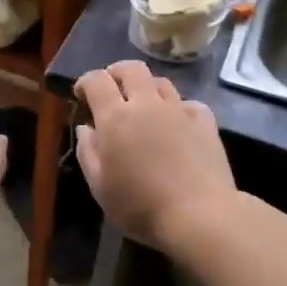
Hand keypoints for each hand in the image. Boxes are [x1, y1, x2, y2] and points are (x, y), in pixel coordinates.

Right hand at [74, 62, 236, 249]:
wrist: (200, 216)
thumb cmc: (140, 205)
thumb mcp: (100, 186)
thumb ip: (87, 152)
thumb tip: (86, 128)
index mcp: (116, 117)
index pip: (97, 80)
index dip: (86, 81)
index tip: (81, 94)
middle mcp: (147, 104)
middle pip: (131, 69)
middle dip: (117, 72)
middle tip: (112, 88)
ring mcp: (179, 111)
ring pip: (161, 82)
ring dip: (147, 87)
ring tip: (144, 105)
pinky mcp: (205, 123)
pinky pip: (189, 103)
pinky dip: (179, 108)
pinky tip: (177, 123)